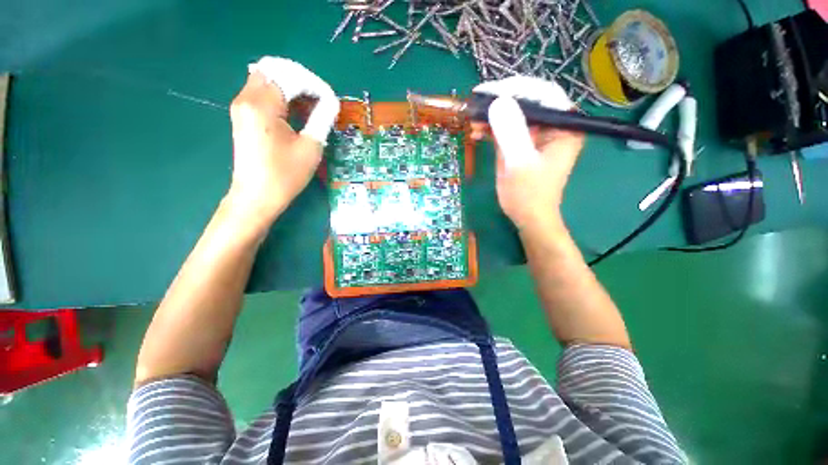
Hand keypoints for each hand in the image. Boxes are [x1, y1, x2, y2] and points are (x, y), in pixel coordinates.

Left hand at [226, 57, 339, 221]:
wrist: (256, 196)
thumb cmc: (285, 175)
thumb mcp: (310, 147)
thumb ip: (322, 119)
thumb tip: (331, 102)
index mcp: (262, 105)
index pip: (290, 76)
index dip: (314, 84)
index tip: (330, 100)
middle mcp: (246, 98)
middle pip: (274, 70)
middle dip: (301, 80)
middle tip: (320, 99)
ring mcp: (242, 106)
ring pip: (267, 80)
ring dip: (291, 87)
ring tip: (312, 106)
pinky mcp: (243, 116)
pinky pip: (262, 93)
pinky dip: (281, 96)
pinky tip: (296, 111)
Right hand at [470, 76, 584, 230]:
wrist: (528, 216)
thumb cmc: (528, 194)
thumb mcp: (519, 163)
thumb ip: (512, 132)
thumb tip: (498, 101)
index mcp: (564, 125)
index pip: (541, 93)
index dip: (513, 88)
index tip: (486, 91)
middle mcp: (553, 125)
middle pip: (526, 101)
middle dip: (498, 102)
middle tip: (474, 104)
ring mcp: (537, 134)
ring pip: (513, 114)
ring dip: (491, 116)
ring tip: (472, 121)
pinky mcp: (523, 143)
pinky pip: (506, 128)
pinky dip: (490, 128)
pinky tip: (476, 132)